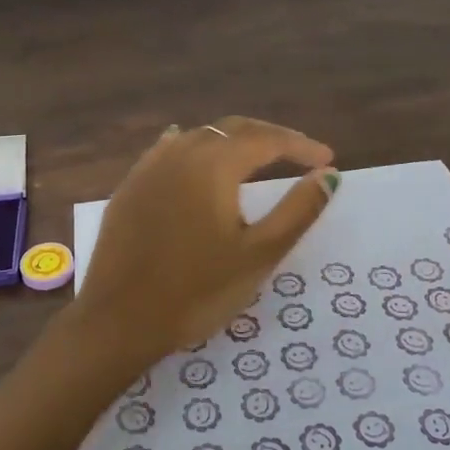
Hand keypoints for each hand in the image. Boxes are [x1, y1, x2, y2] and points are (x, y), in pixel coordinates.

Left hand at [72, 118, 338, 371]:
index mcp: (214, 164)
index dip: (300, 145)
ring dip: (232, 141)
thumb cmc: (198, 291)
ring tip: (255, 156)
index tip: (327, 159)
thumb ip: (298, 210)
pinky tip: (193, 153)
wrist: (120, 319)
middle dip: (269, 137)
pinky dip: (193, 148)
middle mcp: (180, 153)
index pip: (267, 140)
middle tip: (299, 153)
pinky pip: (167, 152)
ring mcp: (148, 168)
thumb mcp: (259, 254)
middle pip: (232, 130)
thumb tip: (329, 175)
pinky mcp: (129, 187)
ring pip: (198, 137)